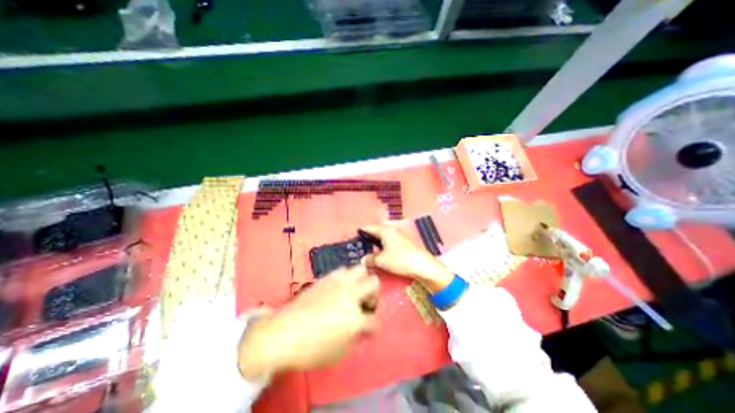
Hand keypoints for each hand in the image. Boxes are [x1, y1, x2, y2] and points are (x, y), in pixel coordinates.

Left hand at [238, 266, 378, 378]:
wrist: (283, 333)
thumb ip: (355, 338)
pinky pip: (343, 270)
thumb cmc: (311, 349)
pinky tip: (339, 288)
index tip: (369, 329)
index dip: (374, 327)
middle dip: (374, 294)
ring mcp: (338, 283)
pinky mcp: (327, 277)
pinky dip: (346, 278)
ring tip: (353, 292)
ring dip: (361, 281)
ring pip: (360, 269)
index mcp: (355, 318)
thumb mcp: (338, 353)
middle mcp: (350, 294)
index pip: (375, 321)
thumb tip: (359, 328)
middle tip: (365, 303)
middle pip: (374, 282)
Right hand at [360, 224, 454, 291]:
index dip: (361, 232)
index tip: (354, 237)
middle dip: (368, 237)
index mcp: (384, 230)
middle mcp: (391, 229)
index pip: (369, 227)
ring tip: (370, 250)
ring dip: (377, 241)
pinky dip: (384, 244)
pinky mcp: (404, 240)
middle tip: (361, 246)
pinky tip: (382, 252)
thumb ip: (370, 259)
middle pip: (376, 231)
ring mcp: (399, 234)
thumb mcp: (381, 261)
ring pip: (383, 235)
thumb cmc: (399, 259)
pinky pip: (390, 239)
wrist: (422, 264)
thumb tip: (363, 260)